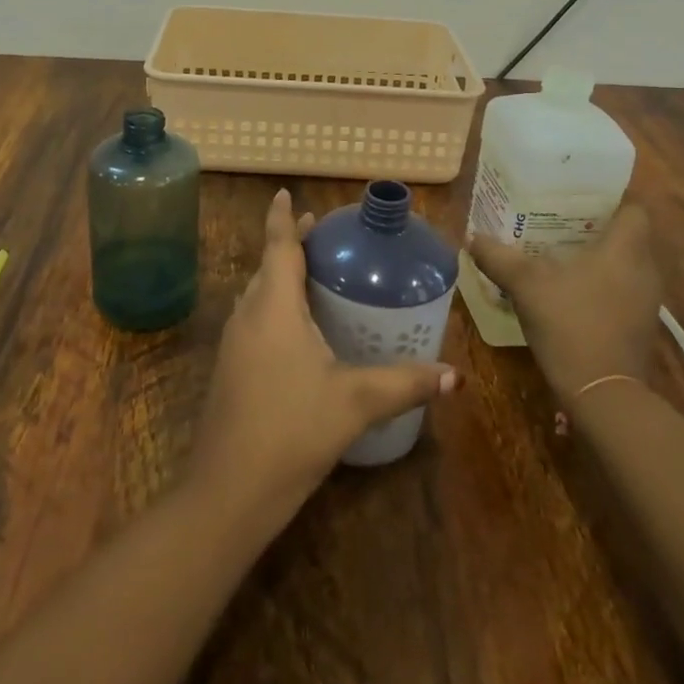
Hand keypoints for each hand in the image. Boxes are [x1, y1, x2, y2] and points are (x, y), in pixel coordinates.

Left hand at [185, 190, 458, 534]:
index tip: (284, 193)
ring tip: (316, 276)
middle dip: (289, 246)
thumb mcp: (356, 402)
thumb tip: (456, 376)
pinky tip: (300, 332)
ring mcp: (234, 344)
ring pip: (258, 295)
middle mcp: (248, 316)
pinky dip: (276, 308)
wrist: (228, 491)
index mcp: (273, 307)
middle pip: (267, 267)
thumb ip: (406, 383)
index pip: (277, 246)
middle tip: (323, 237)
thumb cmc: (291, 430)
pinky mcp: (231, 370)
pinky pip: (255, 320)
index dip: (282, 217)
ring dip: (281, 278)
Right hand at [468, 205, 663, 404]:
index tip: (577, 199)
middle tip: (558, 223)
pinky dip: (601, 286)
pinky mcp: (640, 327)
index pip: (633, 208)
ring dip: (598, 259)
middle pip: (627, 236)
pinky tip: (570, 292)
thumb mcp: (525, 285)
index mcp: (626, 248)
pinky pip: (622, 291)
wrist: (602, 393)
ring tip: (559, 255)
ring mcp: (647, 301)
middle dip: (596, 228)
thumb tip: (472, 237)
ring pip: (625, 265)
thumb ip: (498, 257)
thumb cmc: (570, 324)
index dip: (609, 200)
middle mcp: (645, 269)